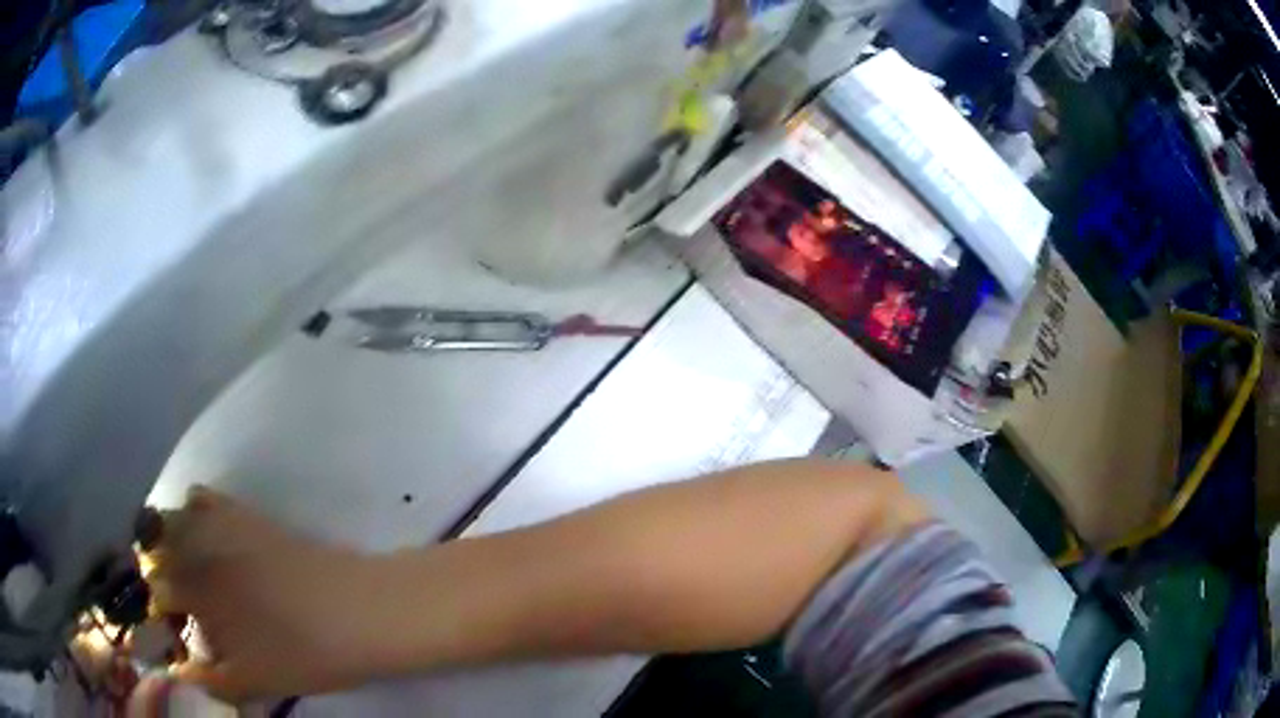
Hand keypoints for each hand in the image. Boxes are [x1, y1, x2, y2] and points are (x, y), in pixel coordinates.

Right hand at [148, 487, 388, 701]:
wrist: (363, 611)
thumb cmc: (307, 654)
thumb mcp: (256, 681)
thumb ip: (212, 681)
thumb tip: (180, 676)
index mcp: (197, 590)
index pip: (155, 591)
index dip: (156, 610)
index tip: (166, 626)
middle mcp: (199, 549)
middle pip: (153, 548)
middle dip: (154, 572)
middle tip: (170, 598)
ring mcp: (222, 525)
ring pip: (171, 518)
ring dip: (165, 540)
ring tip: (178, 566)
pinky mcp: (247, 514)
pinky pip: (203, 499)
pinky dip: (191, 512)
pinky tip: (202, 533)